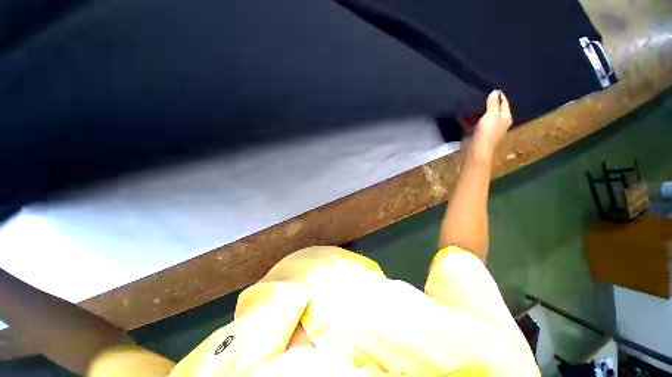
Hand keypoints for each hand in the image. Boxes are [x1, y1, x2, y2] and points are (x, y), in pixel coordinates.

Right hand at [472, 90, 512, 155]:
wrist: (476, 150)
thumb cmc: (486, 132)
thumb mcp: (492, 115)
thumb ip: (493, 103)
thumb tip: (495, 92)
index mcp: (505, 118)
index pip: (504, 103)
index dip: (499, 96)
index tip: (492, 88)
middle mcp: (497, 123)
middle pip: (493, 110)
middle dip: (486, 103)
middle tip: (478, 95)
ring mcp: (486, 129)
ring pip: (481, 117)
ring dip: (475, 112)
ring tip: (468, 103)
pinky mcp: (476, 134)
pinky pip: (472, 124)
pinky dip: (468, 120)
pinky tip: (461, 116)